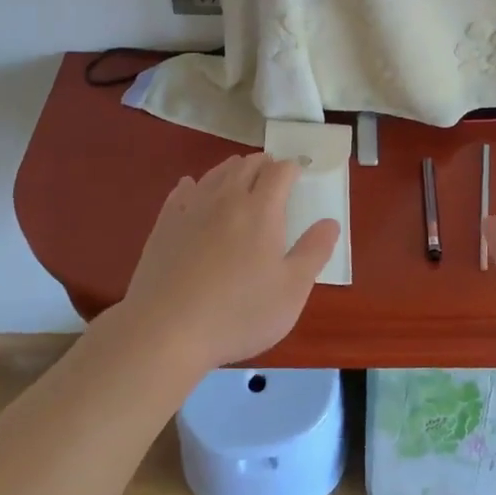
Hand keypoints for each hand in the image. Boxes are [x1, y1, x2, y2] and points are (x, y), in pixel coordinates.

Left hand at [118, 153, 339, 372]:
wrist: (165, 330)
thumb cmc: (238, 313)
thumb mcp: (291, 290)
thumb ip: (314, 252)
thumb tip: (330, 222)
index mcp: (261, 210)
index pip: (280, 172)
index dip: (291, 168)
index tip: (298, 172)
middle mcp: (226, 199)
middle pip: (246, 166)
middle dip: (263, 164)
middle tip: (272, 171)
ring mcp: (191, 209)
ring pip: (215, 174)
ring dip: (232, 169)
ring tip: (240, 173)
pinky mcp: (164, 225)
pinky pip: (182, 191)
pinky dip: (194, 185)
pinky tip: (192, 189)